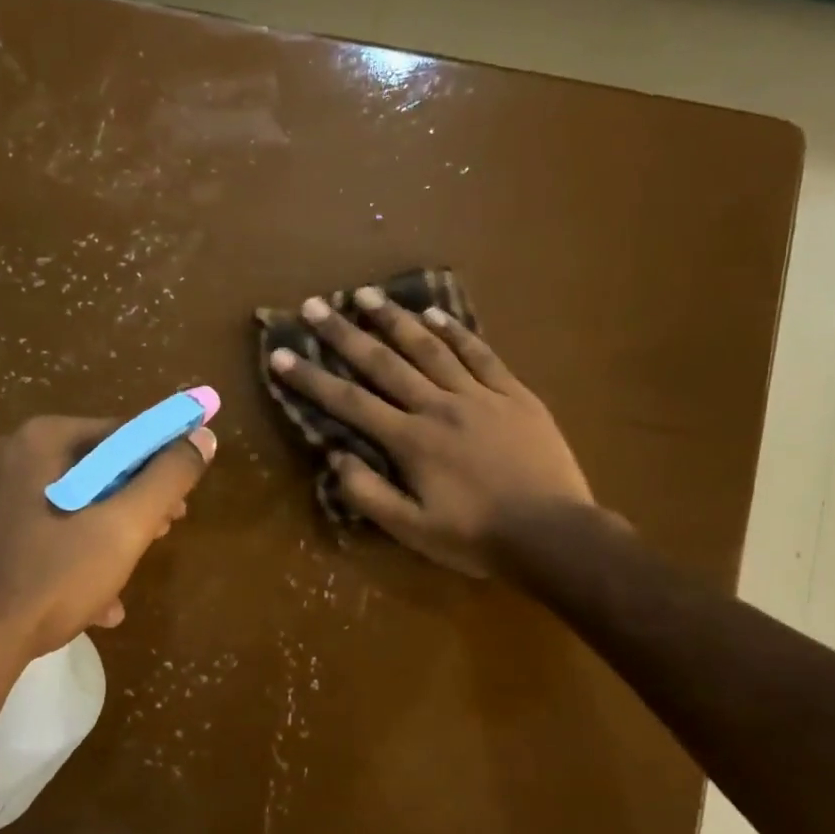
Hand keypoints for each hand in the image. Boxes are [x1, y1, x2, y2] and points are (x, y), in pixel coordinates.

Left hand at [0, 414, 214, 670]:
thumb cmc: (51, 577)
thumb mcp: (124, 527)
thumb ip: (168, 477)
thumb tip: (203, 436)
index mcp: (41, 440)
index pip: (122, 432)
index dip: (162, 462)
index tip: (182, 500)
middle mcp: (8, 457)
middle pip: (94, 470)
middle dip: (134, 504)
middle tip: (161, 534)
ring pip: (70, 507)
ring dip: (107, 538)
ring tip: (127, 577)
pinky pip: (42, 535)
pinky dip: (72, 558)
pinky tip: (94, 603)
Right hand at [268, 288, 598, 576]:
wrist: (553, 535)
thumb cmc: (477, 538)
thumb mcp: (412, 531)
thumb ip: (368, 494)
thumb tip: (335, 456)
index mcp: (411, 442)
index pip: (350, 403)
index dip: (311, 378)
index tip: (281, 354)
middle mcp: (439, 407)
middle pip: (384, 363)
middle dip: (344, 334)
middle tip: (315, 305)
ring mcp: (480, 396)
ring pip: (430, 348)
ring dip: (395, 320)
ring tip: (366, 295)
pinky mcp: (514, 394)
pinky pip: (481, 354)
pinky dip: (456, 331)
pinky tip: (434, 314)